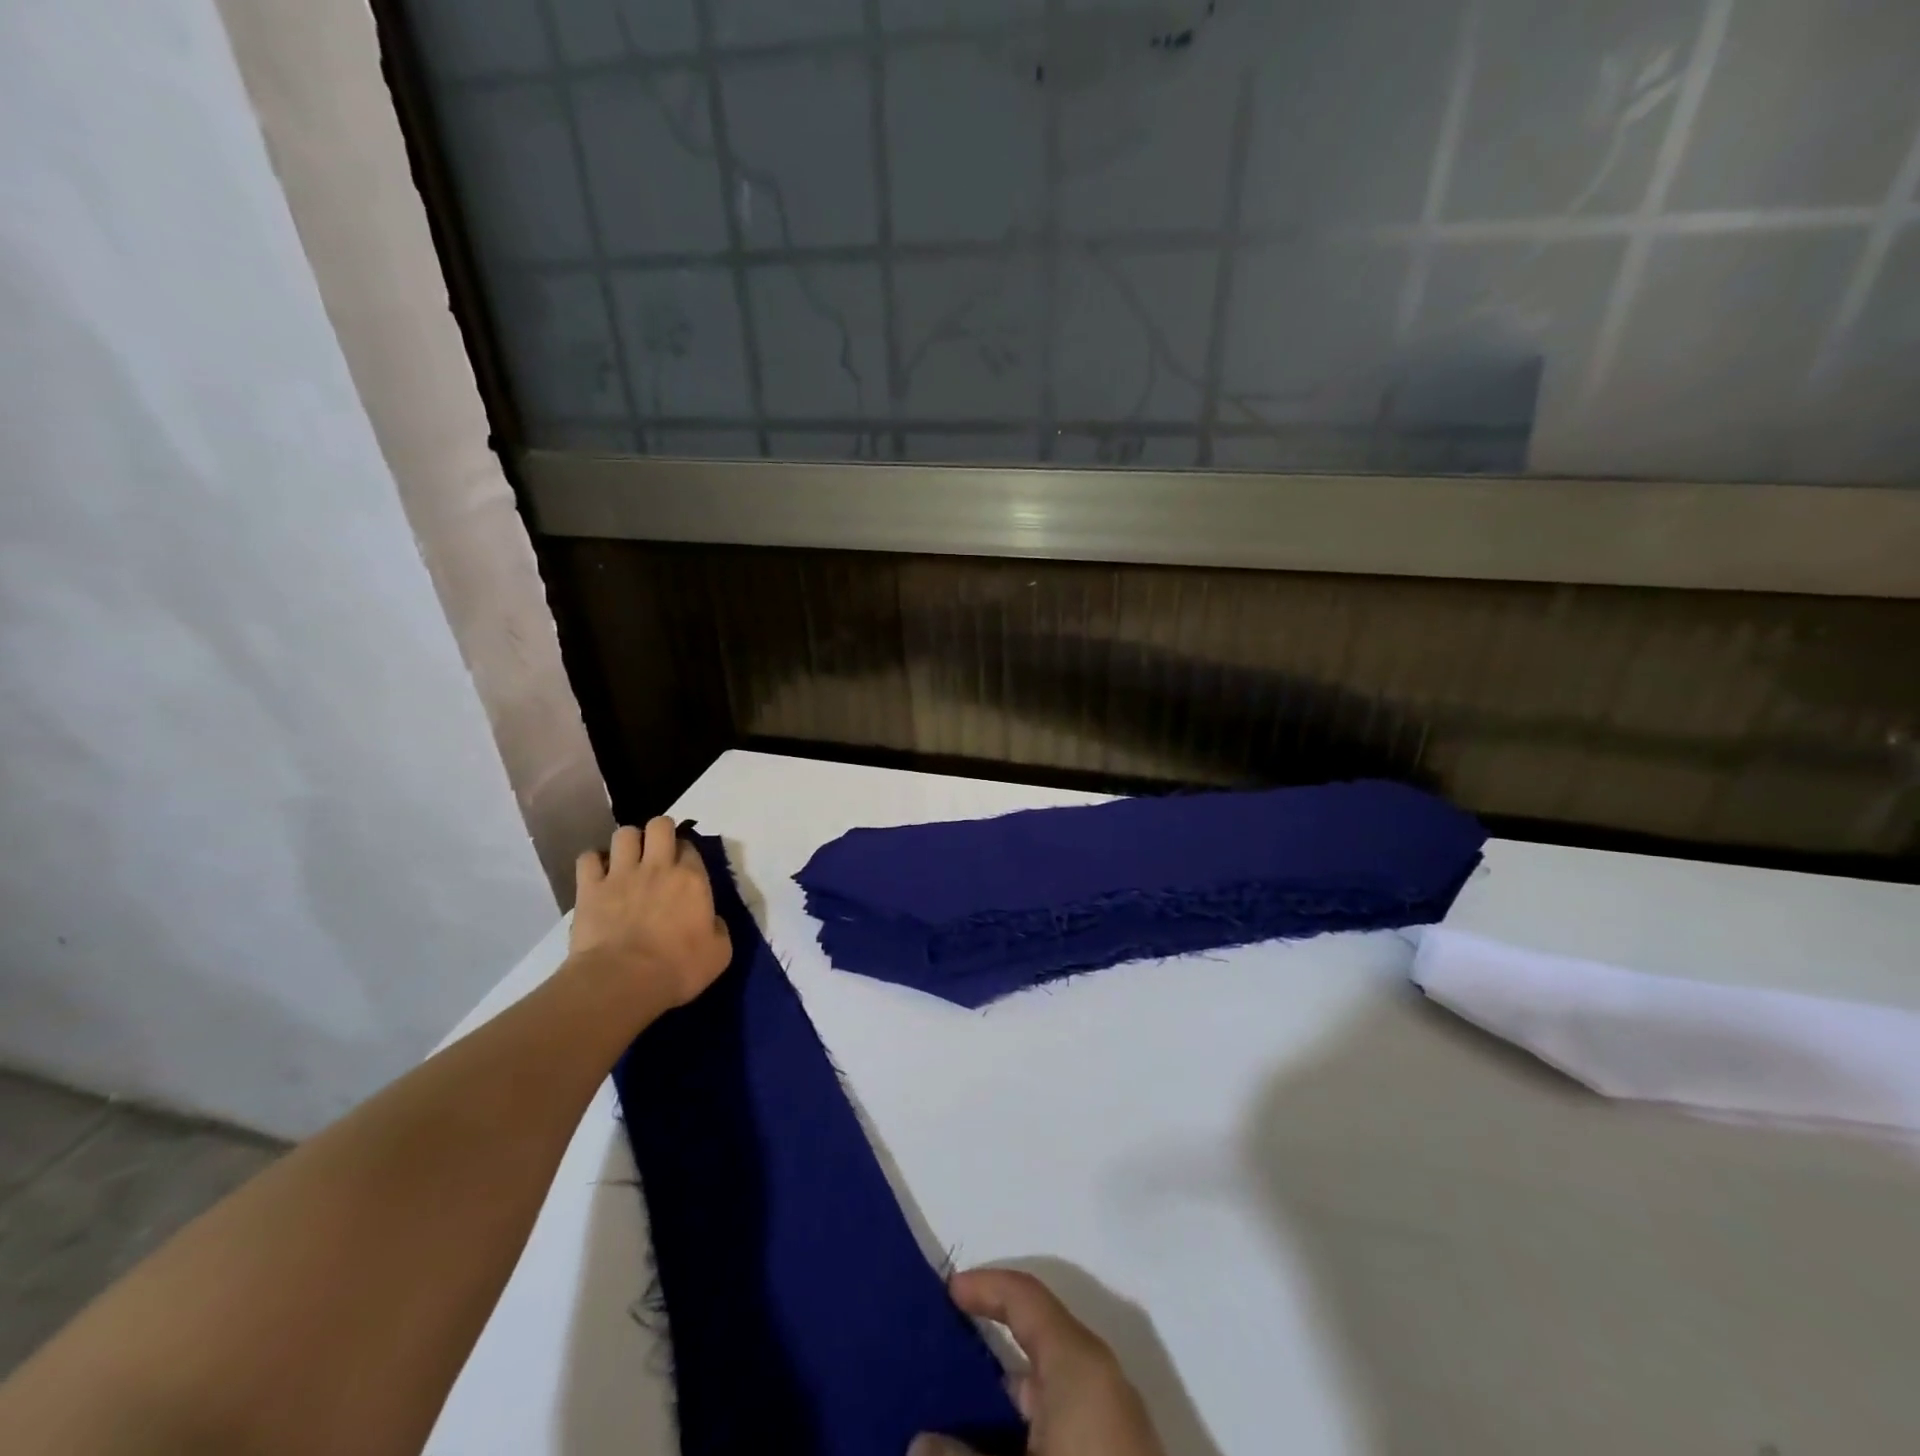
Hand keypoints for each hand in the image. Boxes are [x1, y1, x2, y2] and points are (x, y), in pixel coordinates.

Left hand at [569, 818, 731, 1012]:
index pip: (690, 846)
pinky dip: (593, 862)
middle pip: (659, 825)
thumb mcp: (719, 953)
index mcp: (692, 878)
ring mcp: (621, 874)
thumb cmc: (678, 969)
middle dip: (659, 832)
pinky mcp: (589, 887)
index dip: (686, 853)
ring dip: (627, 843)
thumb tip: (711, 920)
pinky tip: (597, 875)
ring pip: (624, 833)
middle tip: (657, 853)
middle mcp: (658, 866)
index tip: (684, 868)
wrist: (623, 981)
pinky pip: (588, 858)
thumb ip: (718, 928)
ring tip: (626, 860)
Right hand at [911, 1269, 1165, 1455]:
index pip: (1026, 1296)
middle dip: (990, 1350)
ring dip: (1006, 1401)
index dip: (985, 1287)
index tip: (948, 1290)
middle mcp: (1100, 1379)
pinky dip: (1030, 1429)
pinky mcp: (1118, 1455)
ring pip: (1050, 1391)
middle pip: (1038, 1343)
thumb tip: (921, 1443)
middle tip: (943, 1357)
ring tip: (958, 1416)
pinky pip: (1066, 1424)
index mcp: (1079, 1360)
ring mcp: (1115, 1424)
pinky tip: (997, 1451)